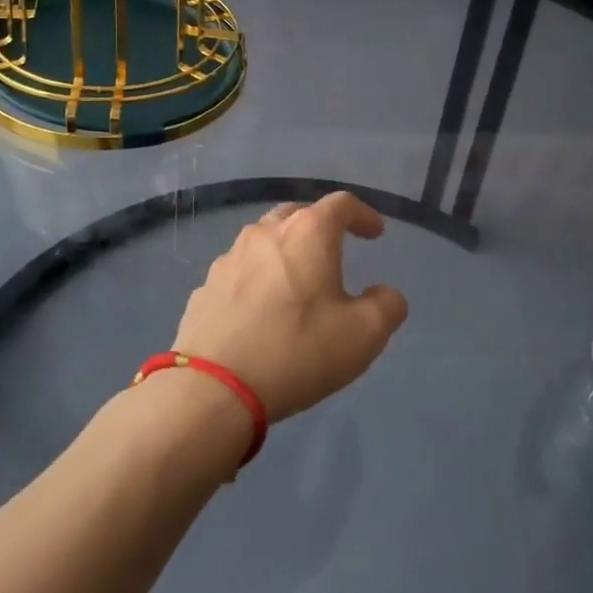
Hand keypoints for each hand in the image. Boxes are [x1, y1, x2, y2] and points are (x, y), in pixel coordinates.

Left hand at [173, 192, 408, 420]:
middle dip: (321, 225)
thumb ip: (387, 306)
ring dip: (286, 250)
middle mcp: (266, 233)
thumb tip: (386, 294)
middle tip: (335, 247)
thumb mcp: (364, 334)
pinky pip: (240, 270)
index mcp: (308, 233)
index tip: (375, 234)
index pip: (342, 204)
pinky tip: (261, 308)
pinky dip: (258, 277)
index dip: (363, 214)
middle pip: (298, 213)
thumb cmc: (297, 350)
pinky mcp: (205, 287)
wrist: (212, 388)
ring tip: (297, 278)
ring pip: (264, 239)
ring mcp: (230, 258)